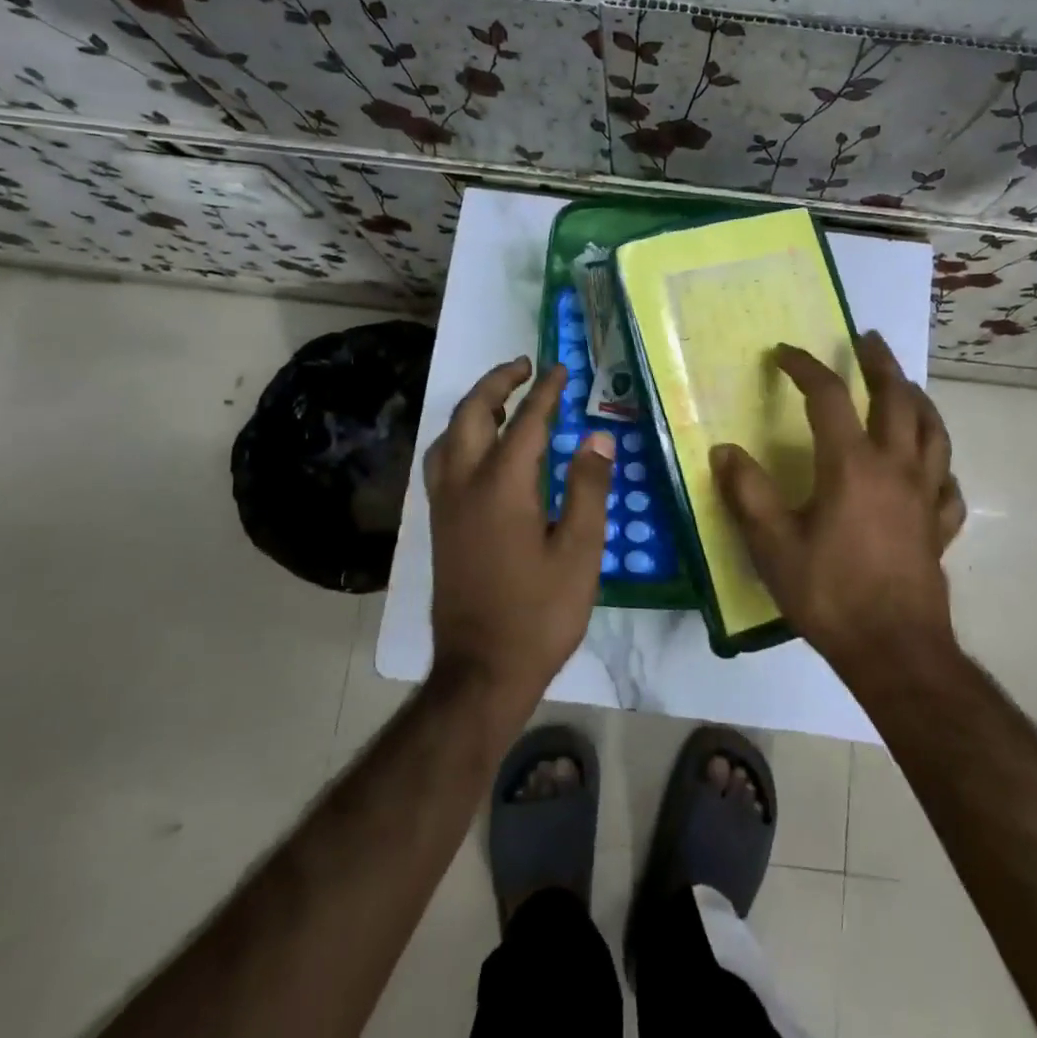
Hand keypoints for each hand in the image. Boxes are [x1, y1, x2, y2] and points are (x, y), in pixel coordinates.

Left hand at [425, 356, 614, 709]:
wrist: (481, 670)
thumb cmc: (540, 613)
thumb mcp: (581, 552)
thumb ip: (589, 488)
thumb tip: (597, 437)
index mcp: (503, 486)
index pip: (527, 422)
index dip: (546, 393)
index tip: (560, 369)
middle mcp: (465, 484)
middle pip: (472, 414)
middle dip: (498, 383)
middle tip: (524, 367)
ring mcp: (445, 505)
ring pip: (449, 435)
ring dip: (474, 407)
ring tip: (502, 400)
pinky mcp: (438, 525)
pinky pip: (442, 460)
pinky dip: (459, 436)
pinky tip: (478, 448)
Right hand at [710, 331, 964, 679]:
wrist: (894, 651)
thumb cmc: (829, 594)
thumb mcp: (772, 545)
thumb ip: (748, 493)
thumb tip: (724, 451)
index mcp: (851, 465)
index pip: (828, 396)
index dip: (804, 367)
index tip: (783, 354)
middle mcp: (895, 467)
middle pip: (897, 399)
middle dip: (880, 363)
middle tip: (867, 339)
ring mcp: (925, 496)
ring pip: (933, 432)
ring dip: (918, 400)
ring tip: (905, 386)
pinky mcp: (939, 526)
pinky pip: (948, 483)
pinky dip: (939, 465)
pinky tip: (932, 468)